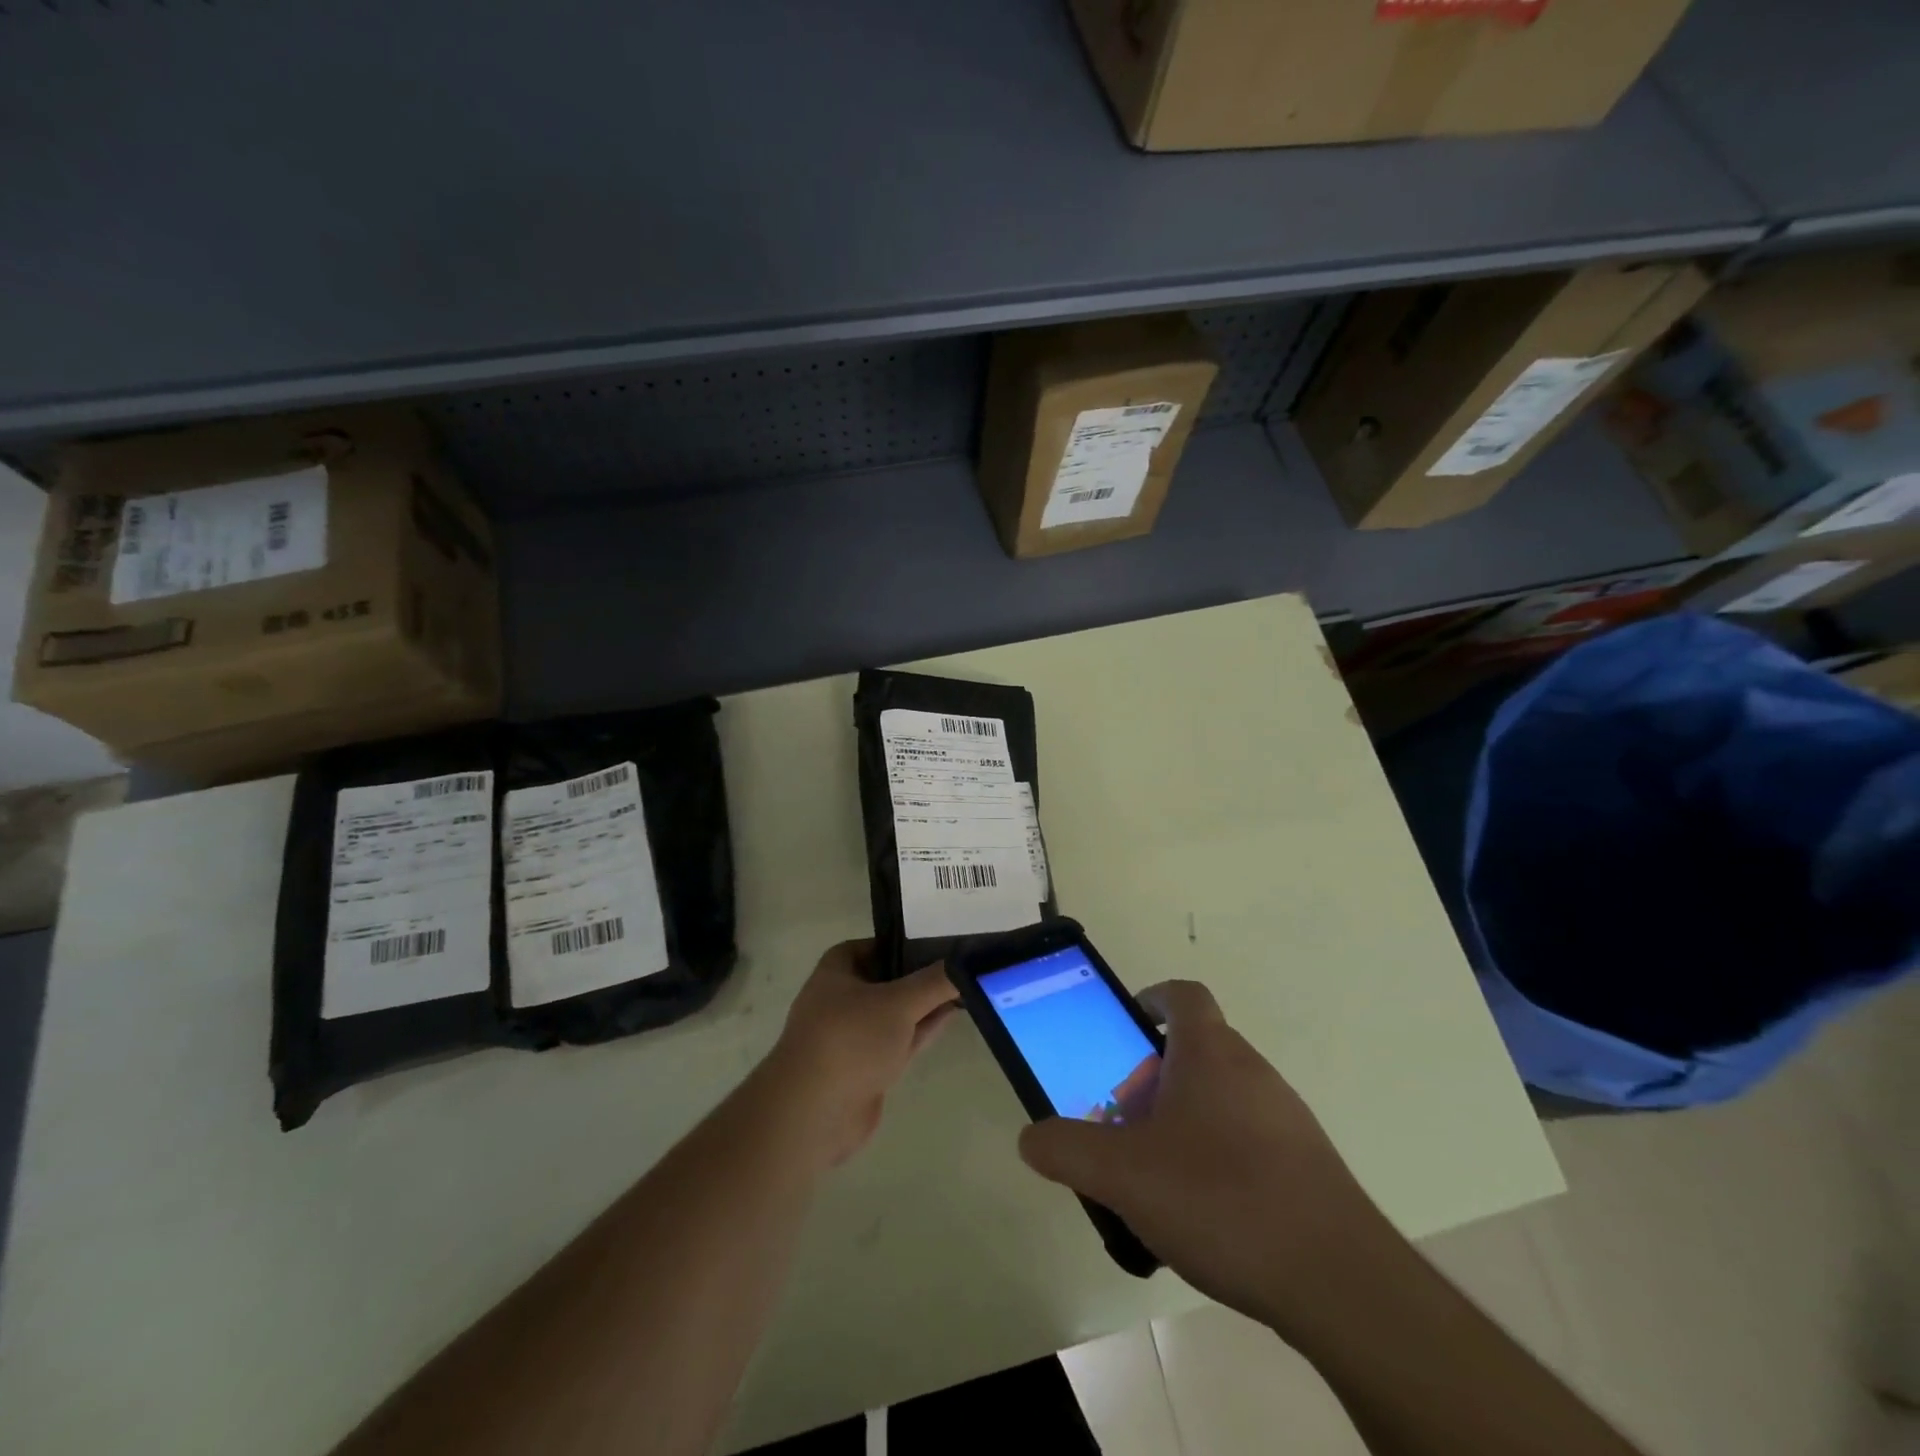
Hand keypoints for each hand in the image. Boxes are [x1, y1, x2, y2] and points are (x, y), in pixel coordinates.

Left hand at [761, 941, 959, 1169]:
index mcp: (837, 969)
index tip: (943, 943)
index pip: (877, 945)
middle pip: (889, 978)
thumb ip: (934, 982)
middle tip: (963, 965)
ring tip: (965, 988)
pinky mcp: (866, 1066)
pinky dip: (921, 1028)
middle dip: (921, 975)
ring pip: (896, 1011)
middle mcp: (842, 997)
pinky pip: (899, 1039)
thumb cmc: (850, 1039)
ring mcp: (854, 1034)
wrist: (815, 1113)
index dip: (907, 943)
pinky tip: (950, 1016)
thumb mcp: (898, 1003)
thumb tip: (965, 962)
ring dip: (925, 1004)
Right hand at [1017, 980, 1392, 1335]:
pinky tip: (1205, 1213)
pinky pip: (1250, 1139)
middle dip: (1154, 1076)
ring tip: (1158, 1174)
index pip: (1183, 995)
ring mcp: (1286, 1117)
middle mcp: (1252, 1071)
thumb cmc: (1222, 1199)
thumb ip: (1067, 1150)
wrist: (1340, 1282)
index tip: (1126, 1028)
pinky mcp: (1308, 1164)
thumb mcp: (1124, 1175)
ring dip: (1185, 1119)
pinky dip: (1219, 1156)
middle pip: (1197, 1049)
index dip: (1152, 999)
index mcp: (1210, 1053)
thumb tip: (1031, 1138)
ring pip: (1223, 1097)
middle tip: (1124, 1121)